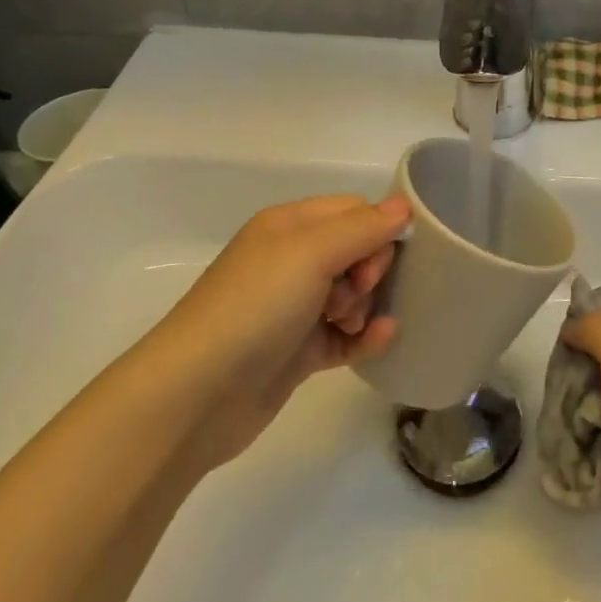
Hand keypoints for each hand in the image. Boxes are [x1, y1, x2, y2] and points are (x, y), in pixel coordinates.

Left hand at [145, 194, 409, 471]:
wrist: (196, 395)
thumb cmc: (255, 307)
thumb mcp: (311, 253)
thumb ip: (363, 227)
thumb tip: (404, 206)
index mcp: (290, 226)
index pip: (353, 211)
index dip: (376, 231)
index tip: (375, 261)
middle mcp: (292, 261)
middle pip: (358, 251)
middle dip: (371, 270)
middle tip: (355, 295)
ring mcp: (295, 308)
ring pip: (355, 294)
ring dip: (367, 306)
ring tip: (349, 324)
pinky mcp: (299, 351)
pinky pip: (348, 335)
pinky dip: (366, 336)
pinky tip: (382, 340)